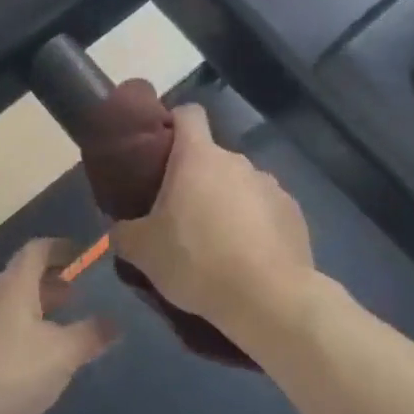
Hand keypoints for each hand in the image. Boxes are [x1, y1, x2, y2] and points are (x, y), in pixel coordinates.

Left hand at [0, 240, 117, 413]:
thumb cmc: (4, 373)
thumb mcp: (59, 356)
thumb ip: (89, 336)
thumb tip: (115, 321)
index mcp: (14, 286)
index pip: (38, 249)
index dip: (61, 248)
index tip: (82, 255)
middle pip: (21, 278)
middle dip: (49, 284)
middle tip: (74, 298)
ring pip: (6, 306)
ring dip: (31, 311)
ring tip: (53, 333)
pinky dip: (13, 335)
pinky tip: (21, 365)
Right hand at [111, 105, 315, 346]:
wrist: (268, 299)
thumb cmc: (197, 260)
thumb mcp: (143, 252)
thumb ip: (125, 233)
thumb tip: (120, 230)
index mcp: (198, 157)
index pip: (188, 113)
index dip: (174, 123)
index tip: (162, 148)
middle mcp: (237, 161)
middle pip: (212, 157)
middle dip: (197, 179)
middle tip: (181, 215)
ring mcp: (270, 185)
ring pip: (240, 185)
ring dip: (228, 203)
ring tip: (218, 243)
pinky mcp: (293, 213)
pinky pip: (266, 210)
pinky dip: (256, 225)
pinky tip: (249, 257)